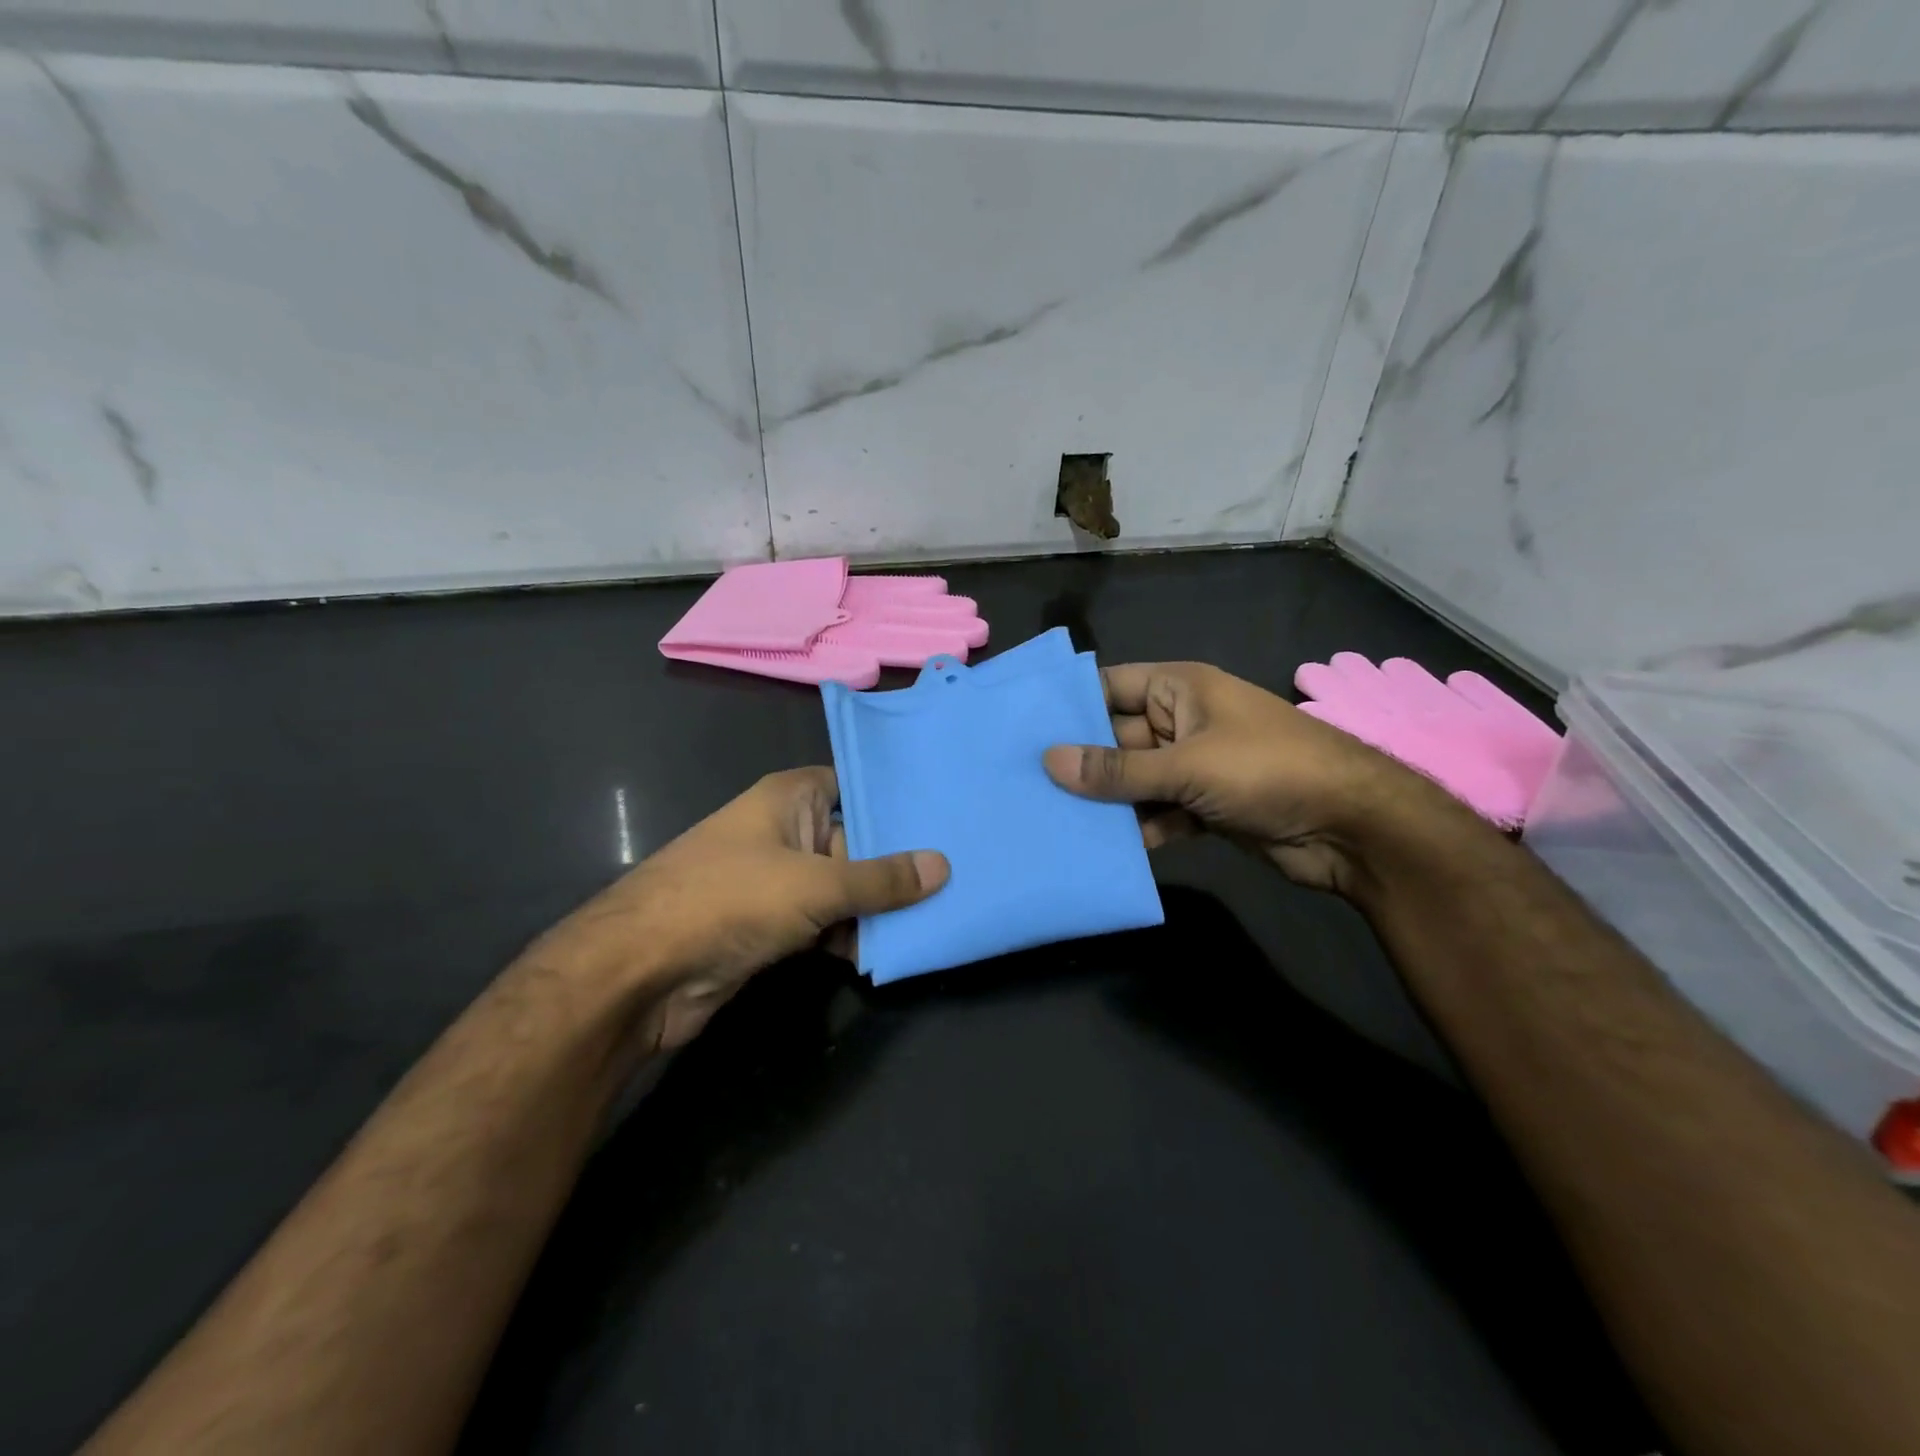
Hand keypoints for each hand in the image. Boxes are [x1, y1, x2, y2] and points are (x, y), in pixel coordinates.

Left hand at [525, 768, 946, 1051]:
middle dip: (899, 861)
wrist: (641, 973)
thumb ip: (881, 878)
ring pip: (843, 886)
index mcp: (790, 798)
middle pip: (855, 840)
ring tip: (937, 917)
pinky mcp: (771, 925)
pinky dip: (851, 936)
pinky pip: (825, 922)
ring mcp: (777, 880)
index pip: (855, 784)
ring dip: (878, 907)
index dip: (896, 798)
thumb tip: (943, 866)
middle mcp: (785, 831)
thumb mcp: (816, 884)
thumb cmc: (729, 900)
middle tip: (960, 872)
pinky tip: (887, 952)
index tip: (947, 812)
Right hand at [1042, 662, 1467, 895]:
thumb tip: (1048, 761)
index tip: (1018, 729)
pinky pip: (1157, 812)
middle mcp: (1181, 722)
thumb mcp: (1187, 766)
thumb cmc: (1267, 770)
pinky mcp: (1204, 807)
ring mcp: (1193, 767)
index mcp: (1179, 689)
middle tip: (1019, 785)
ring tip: (1046, 821)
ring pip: (1134, 781)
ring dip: (1104, 802)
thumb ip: (1117, 770)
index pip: (1108, 687)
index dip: (1067, 705)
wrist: (1352, 828)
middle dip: (1078, 762)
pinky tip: (1100, 850)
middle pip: (1115, 738)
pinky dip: (1136, 829)